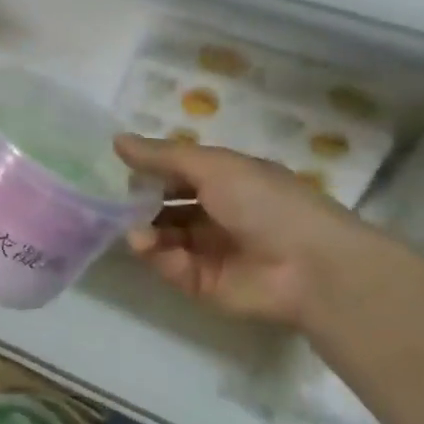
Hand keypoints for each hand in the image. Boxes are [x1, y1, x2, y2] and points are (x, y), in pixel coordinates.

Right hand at [114, 134, 375, 327]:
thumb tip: (116, 139)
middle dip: (138, 203)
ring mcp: (209, 251)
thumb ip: (163, 156)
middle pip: (164, 206)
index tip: (118, 168)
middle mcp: (216, 214)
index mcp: (227, 182)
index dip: (150, 170)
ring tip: (134, 230)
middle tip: (112, 201)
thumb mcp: (214, 166)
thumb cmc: (266, 203)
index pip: (178, 173)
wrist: (311, 268)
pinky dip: (155, 255)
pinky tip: (148, 245)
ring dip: (142, 230)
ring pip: (161, 236)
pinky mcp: (203, 284)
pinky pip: (169, 265)